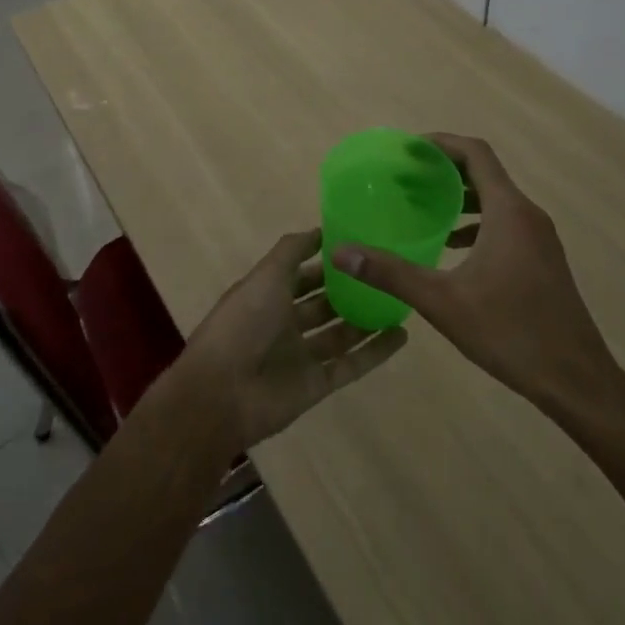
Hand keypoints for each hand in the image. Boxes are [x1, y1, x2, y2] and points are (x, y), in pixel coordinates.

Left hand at [180, 229, 406, 448]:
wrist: (223, 393)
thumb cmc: (243, 323)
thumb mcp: (266, 275)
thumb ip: (292, 251)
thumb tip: (321, 230)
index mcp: (268, 295)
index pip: (301, 274)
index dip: (325, 261)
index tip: (359, 245)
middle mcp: (284, 324)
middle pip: (323, 304)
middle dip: (349, 290)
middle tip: (386, 273)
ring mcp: (302, 356)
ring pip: (340, 333)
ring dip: (366, 319)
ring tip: (400, 301)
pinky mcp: (317, 384)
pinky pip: (352, 365)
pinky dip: (375, 352)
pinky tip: (401, 335)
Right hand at [333, 134, 624, 412]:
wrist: (577, 380)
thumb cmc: (511, 332)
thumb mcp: (442, 302)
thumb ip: (391, 273)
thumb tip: (341, 252)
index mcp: (509, 211)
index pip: (476, 153)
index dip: (442, 143)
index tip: (408, 148)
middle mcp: (528, 215)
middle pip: (485, 173)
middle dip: (444, 170)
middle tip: (404, 178)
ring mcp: (540, 239)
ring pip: (496, 200)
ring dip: (460, 197)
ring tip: (422, 207)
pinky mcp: (542, 260)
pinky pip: (505, 223)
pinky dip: (476, 223)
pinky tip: (451, 247)